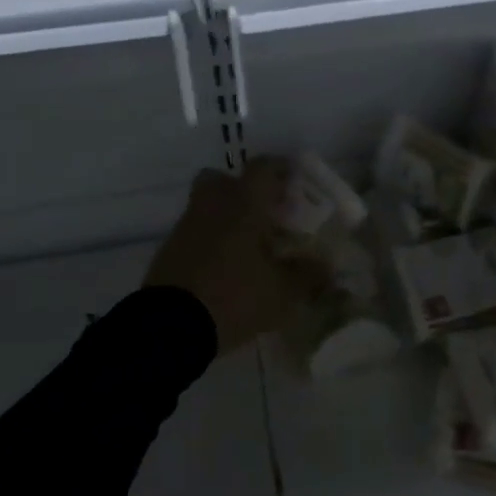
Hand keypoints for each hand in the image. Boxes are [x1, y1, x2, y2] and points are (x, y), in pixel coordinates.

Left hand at [145, 159, 324, 354]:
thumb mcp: (282, 293)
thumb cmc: (233, 296)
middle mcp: (212, 206)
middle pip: (223, 179)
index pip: (262, 168)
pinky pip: (195, 232)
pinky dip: (211, 240)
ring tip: (249, 246)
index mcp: (243, 204)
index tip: (294, 181)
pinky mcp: (169, 251)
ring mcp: (186, 227)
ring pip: (208, 206)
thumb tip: (327, 266)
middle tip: (265, 211)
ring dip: (227, 216)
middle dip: (244, 189)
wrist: (169, 327)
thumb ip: (307, 275)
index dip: (280, 169)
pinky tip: (227, 267)